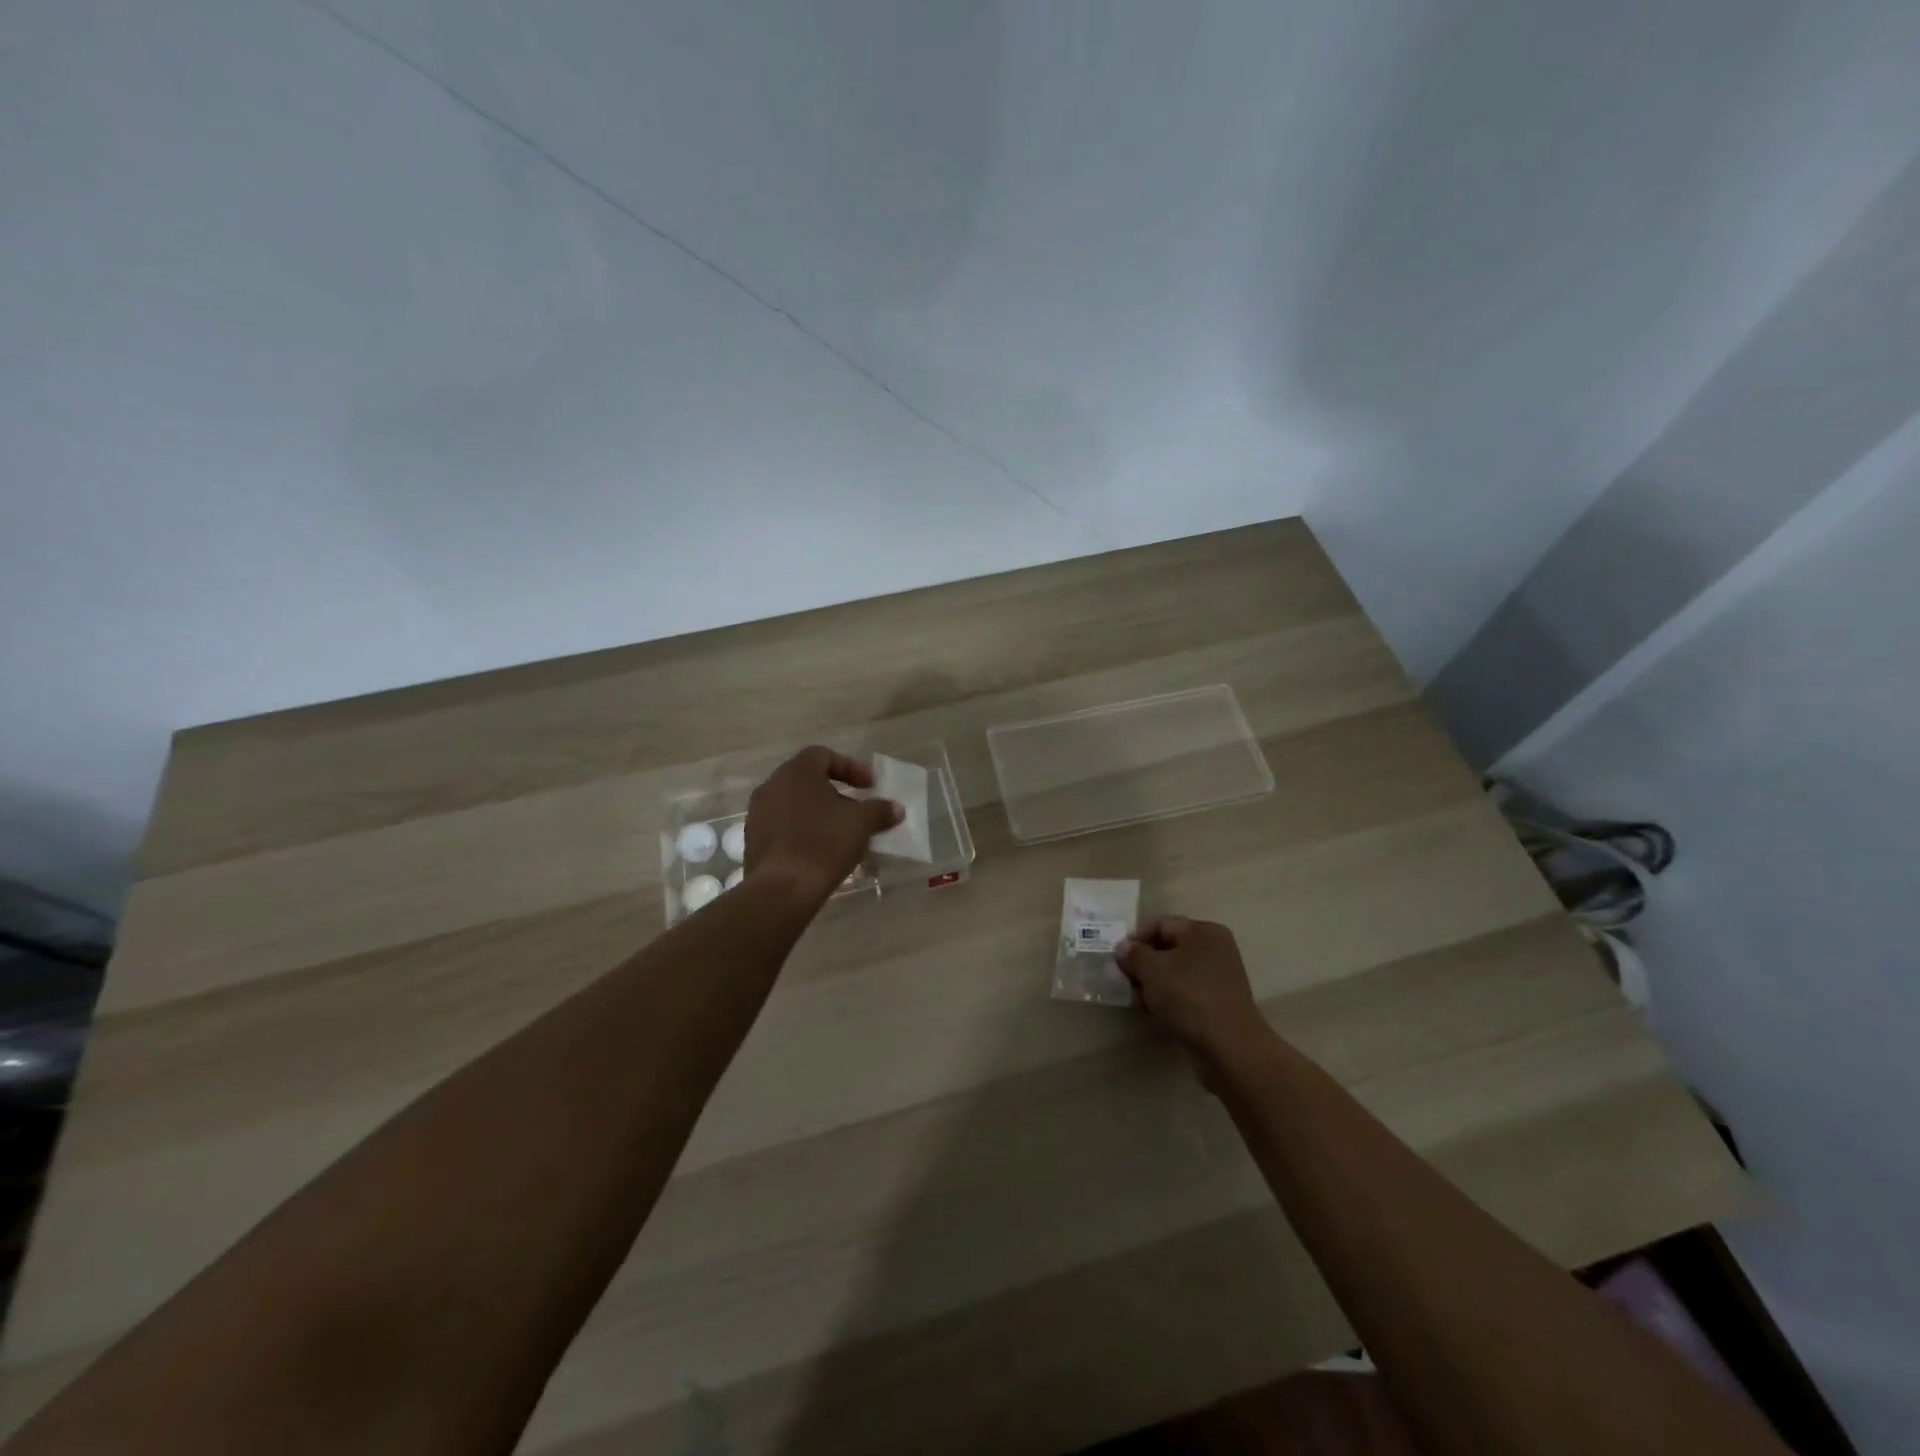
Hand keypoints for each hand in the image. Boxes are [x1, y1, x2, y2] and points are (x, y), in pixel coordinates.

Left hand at [744, 747, 902, 904]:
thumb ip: (880, 810)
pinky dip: (804, 832)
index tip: (870, 787)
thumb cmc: (824, 843)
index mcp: (796, 772)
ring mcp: (758, 814)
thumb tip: (896, 808)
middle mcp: (772, 786)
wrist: (782, 889)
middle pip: (808, 780)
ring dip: (819, 814)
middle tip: (857, 809)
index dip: (851, 767)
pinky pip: (784, 827)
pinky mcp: (753, 841)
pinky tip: (821, 852)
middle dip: (836, 792)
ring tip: (842, 834)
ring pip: (794, 805)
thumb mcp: (862, 823)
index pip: (824, 755)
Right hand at [1116, 917, 1270, 1066]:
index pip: (1160, 924)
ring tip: (1137, 1002)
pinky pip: (1185, 995)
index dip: (1135, 938)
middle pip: (1168, 949)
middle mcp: (1215, 950)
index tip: (1117, 958)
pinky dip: (1168, 1002)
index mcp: (1203, 932)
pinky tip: (1154, 1015)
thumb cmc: (1189, 997)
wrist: (1229, 1048)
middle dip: (1143, 965)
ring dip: (1153, 985)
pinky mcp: (1218, 1005)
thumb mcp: (1152, 970)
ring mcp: (1219, 979)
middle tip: (1123, 981)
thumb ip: (1134, 954)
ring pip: (1175, 974)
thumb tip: (1124, 947)